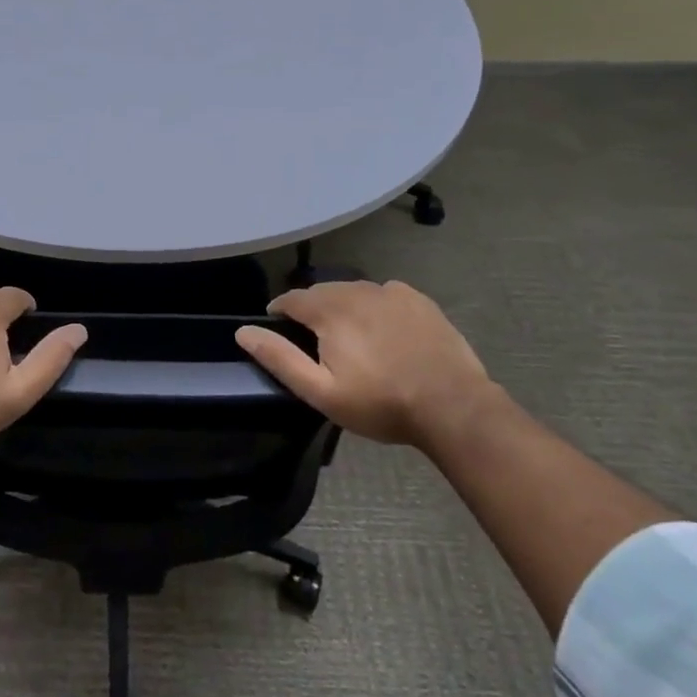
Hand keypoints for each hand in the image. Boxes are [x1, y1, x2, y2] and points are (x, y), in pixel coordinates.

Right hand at [235, 280, 497, 449]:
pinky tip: (383, 329)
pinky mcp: (418, 300)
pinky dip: (374, 305)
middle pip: (322, 291)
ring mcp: (391, 292)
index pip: (291, 298)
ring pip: (353, 291)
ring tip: (348, 335)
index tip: (277, 327)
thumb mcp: (321, 391)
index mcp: (329, 310)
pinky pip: (384, 294)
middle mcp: (356, 290)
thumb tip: (243, 331)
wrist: (452, 405)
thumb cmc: (380, 403)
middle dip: (311, 309)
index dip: (279, 311)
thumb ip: (280, 358)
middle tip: (315, 340)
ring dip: (342, 306)